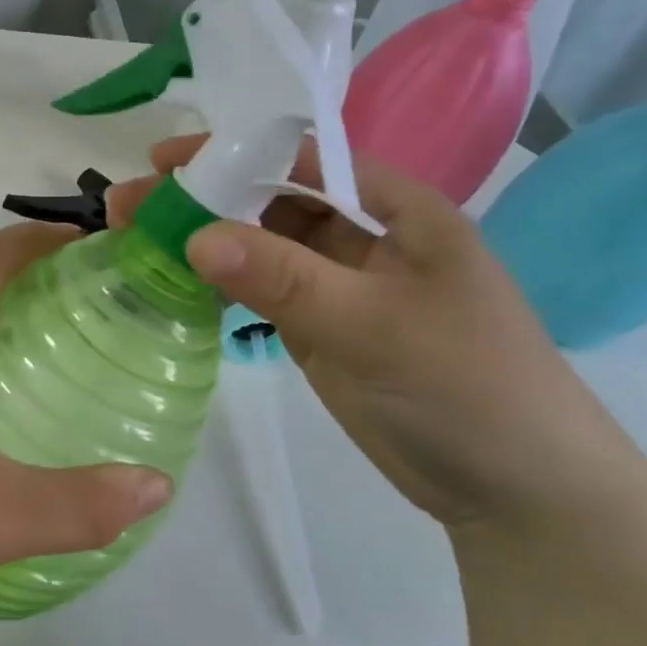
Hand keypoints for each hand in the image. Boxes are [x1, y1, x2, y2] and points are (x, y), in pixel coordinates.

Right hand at [110, 135, 646, 531]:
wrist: (517, 494)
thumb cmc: (466, 386)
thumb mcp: (374, 324)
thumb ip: (283, 277)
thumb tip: (195, 235)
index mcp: (395, 209)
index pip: (304, 157)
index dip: (235, 151)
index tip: (166, 159)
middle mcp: (362, 235)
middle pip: (269, 199)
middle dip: (202, 196)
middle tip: (129, 204)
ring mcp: (336, 284)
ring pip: (257, 246)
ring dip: (201, 239)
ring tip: (134, 238)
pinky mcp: (318, 327)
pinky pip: (257, 291)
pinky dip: (216, 284)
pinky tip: (170, 280)